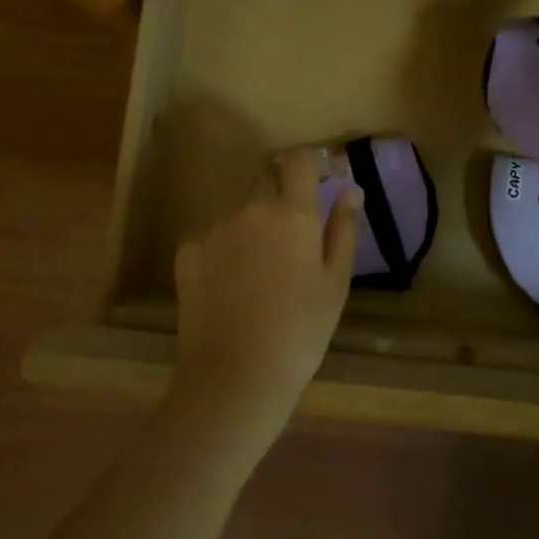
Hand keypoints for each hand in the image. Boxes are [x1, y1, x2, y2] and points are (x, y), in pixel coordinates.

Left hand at [171, 146, 358, 440]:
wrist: (235, 378)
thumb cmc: (300, 332)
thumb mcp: (335, 283)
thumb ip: (343, 228)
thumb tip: (351, 189)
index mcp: (291, 213)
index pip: (300, 159)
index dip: (313, 161)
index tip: (324, 178)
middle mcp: (250, 208)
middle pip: (266, 177)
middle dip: (281, 192)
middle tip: (293, 234)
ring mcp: (215, 228)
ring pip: (238, 210)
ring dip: (253, 224)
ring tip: (261, 271)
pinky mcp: (187, 252)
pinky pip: (213, 237)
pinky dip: (226, 250)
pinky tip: (232, 287)